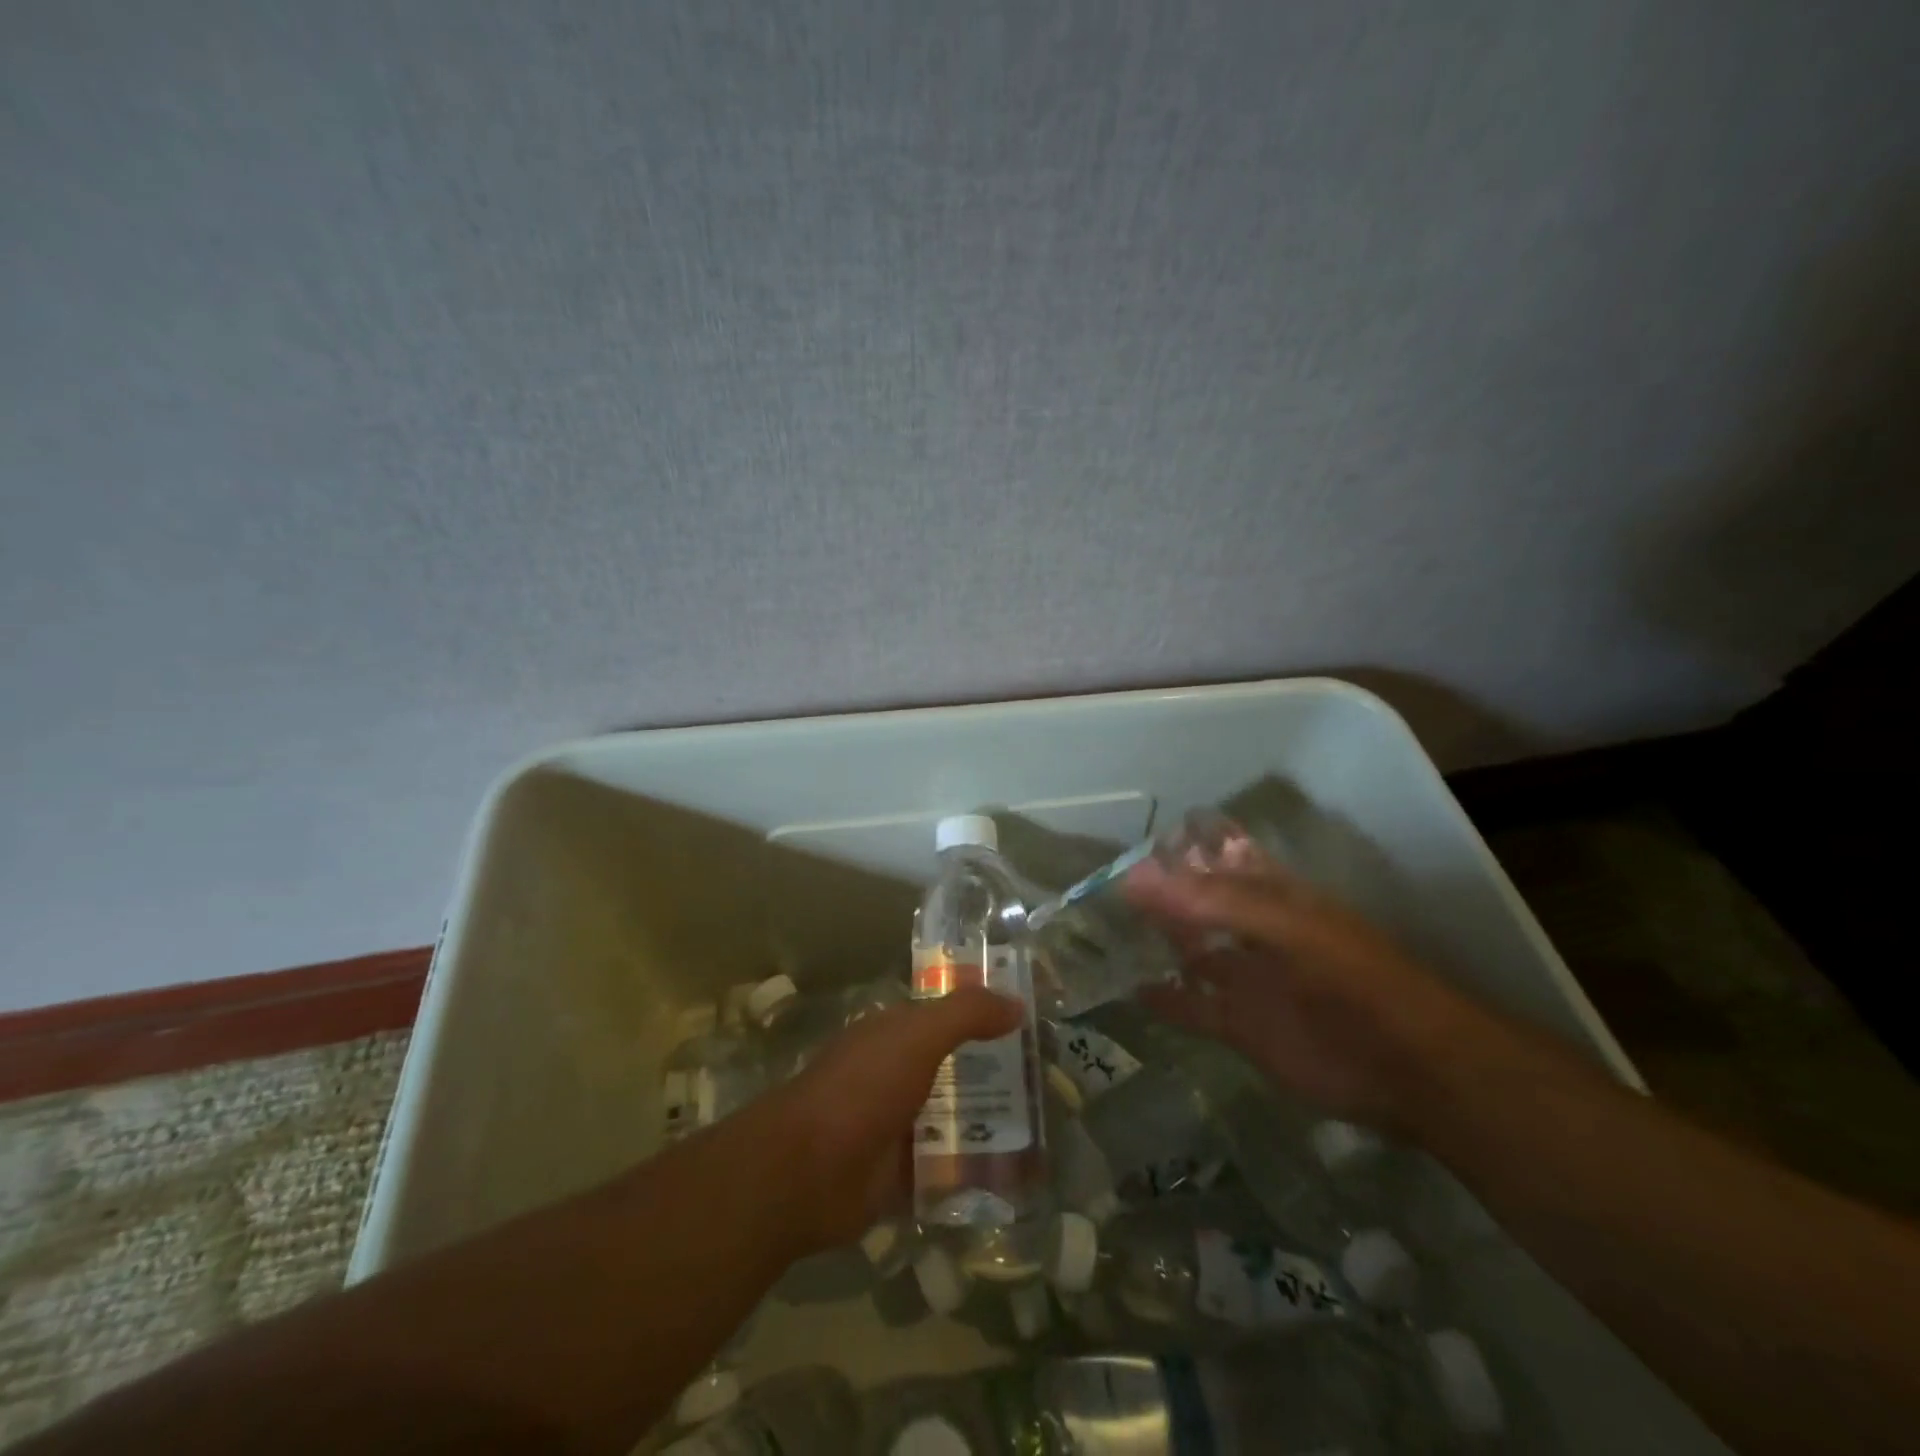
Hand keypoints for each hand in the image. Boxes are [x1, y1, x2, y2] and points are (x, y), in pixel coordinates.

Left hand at [767, 988, 1022, 1253]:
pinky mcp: (900, 1172)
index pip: (948, 1014)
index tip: (1034, 1020)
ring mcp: (897, 1123)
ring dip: (990, 1118)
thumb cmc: (862, 1088)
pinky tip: (1017, 1171)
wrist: (807, 1172)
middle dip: (996, 1069)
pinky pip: (947, 1164)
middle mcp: (896, 1072)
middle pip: (955, 1064)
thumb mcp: (917, 1036)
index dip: (986, 1012)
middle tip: (1050, 1077)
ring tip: (1045, 1124)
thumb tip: (1017, 1002)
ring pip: (953, 1113)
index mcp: (894, 1032)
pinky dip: (974, 1167)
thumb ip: (966, 1015)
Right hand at [1124, 854, 1481, 1135]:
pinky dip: (1164, 999)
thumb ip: (1212, 902)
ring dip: (1154, 943)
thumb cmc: (1351, 980)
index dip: (1177, 848)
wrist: (1408, 1068)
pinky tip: (1129, 989)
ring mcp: (1245, 979)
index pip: (1215, 858)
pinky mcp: (1240, 1026)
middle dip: (1154, 895)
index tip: (1125, 842)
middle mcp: (1252, 931)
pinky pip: (1192, 1007)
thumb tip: (1135, 877)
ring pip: (1190, 953)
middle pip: (1194, 905)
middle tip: (1097, 888)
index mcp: (1270, 895)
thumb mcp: (1285, 928)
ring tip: (1101, 932)